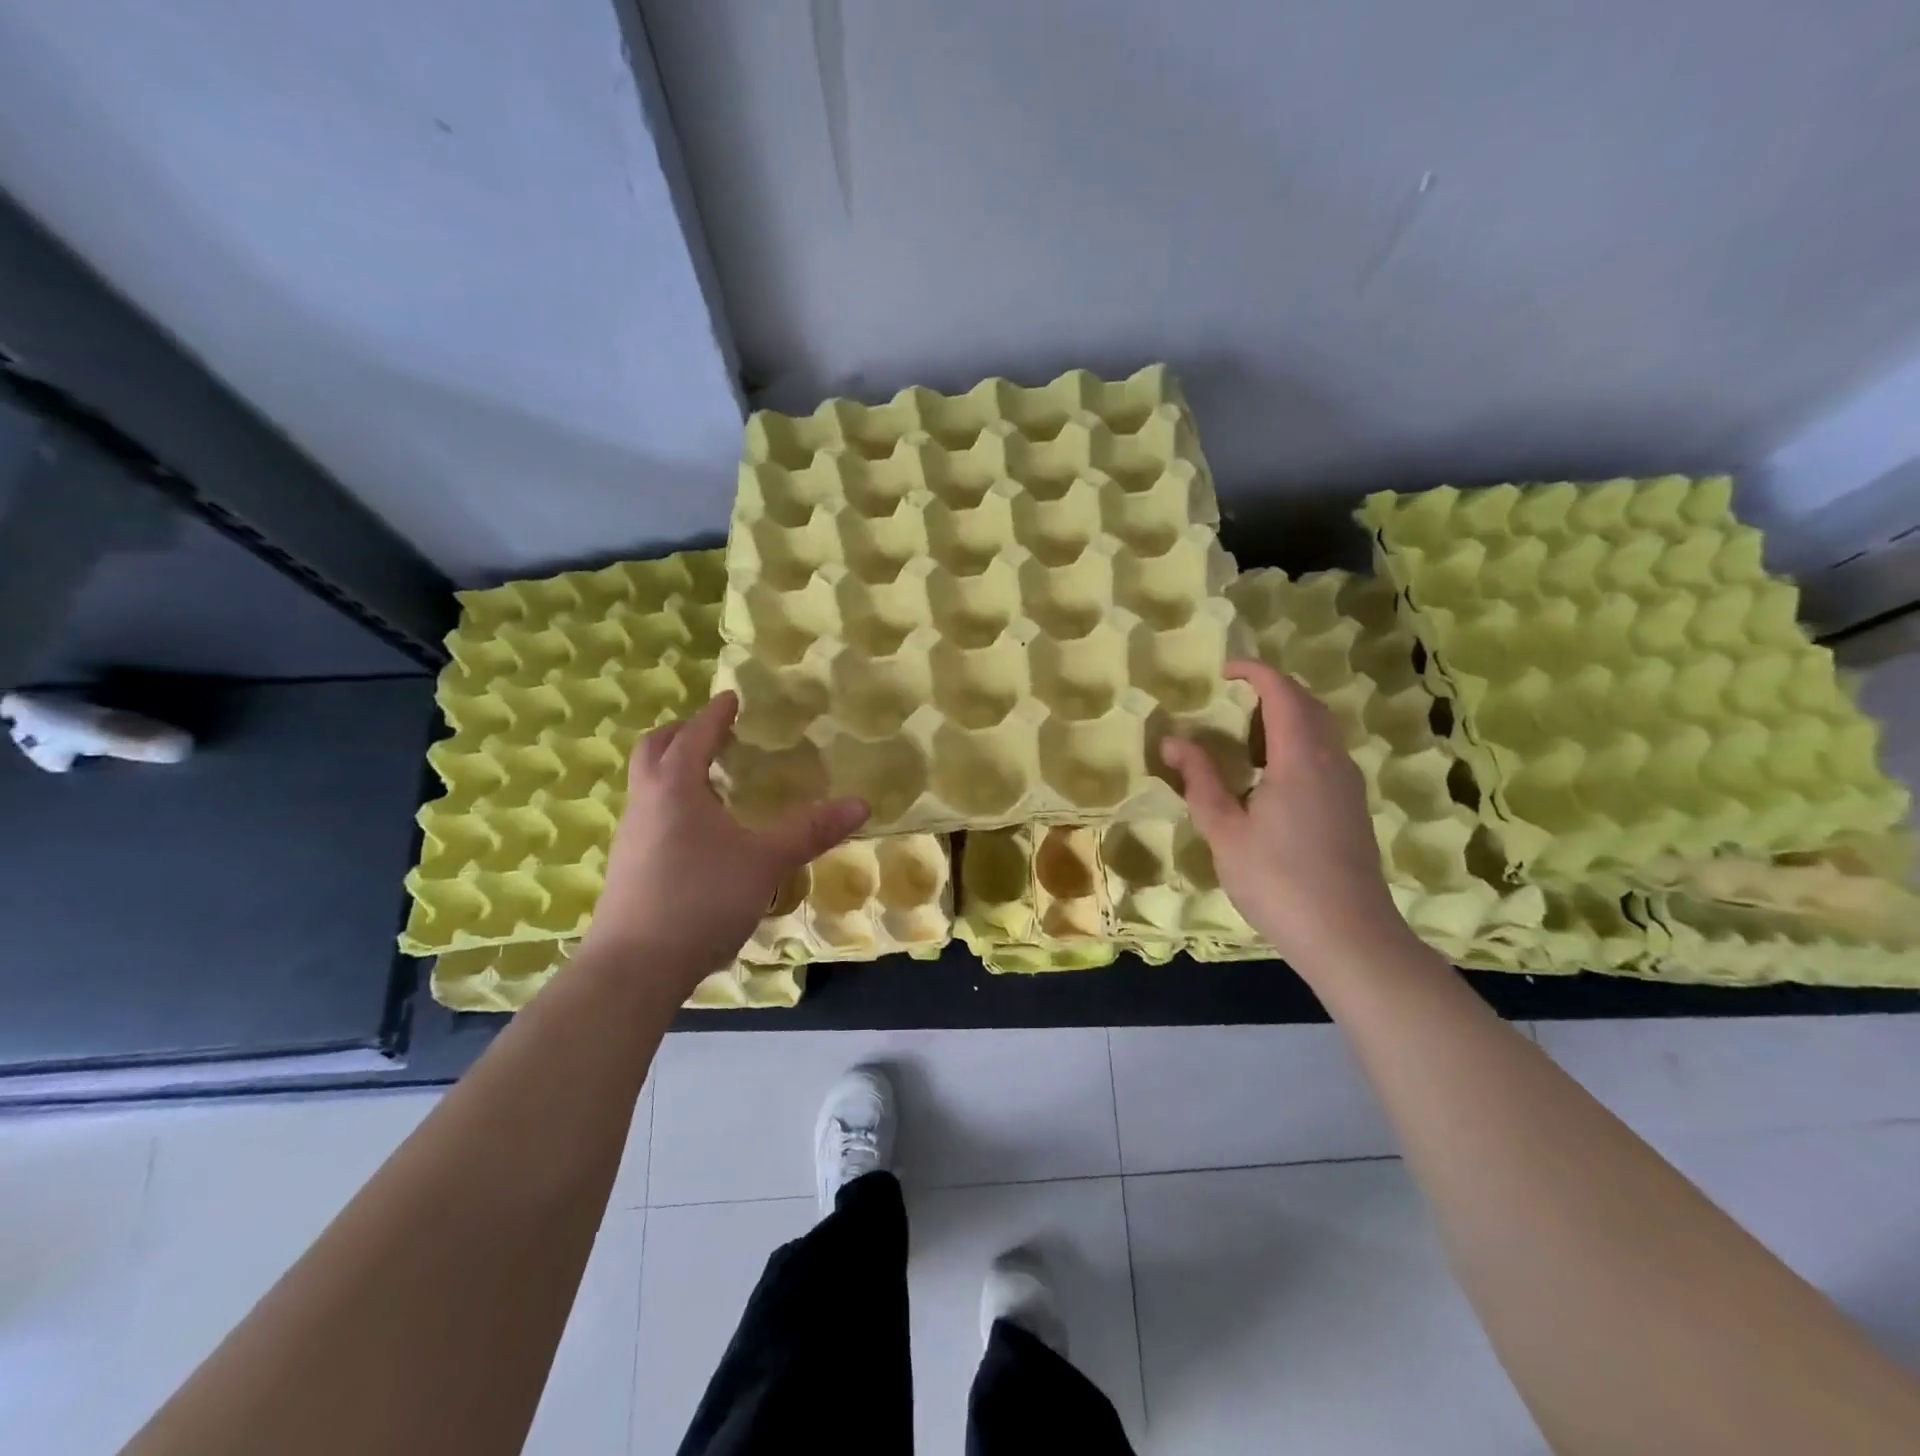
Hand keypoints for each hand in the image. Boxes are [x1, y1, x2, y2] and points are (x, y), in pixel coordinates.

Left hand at [582, 692, 868, 993]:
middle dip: (683, 733)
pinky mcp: (628, 869)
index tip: (732, 698)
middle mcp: (646, 803)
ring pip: (648, 786)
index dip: (716, 714)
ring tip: (711, 780)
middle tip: (714, 731)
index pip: (695, 734)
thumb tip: (861, 803)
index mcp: (675, 787)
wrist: (633, 969)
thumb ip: (811, 831)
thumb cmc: (701, 898)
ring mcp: (631, 838)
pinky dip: (672, 804)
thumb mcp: (765, 862)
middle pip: (654, 750)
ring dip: (673, 769)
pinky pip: (650, 817)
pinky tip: (699, 834)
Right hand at [1160, 659, 1406, 969]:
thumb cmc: (1277, 880)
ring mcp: (1348, 785)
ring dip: (1286, 718)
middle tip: (1232, 700)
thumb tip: (1174, 741)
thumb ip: (1200, 780)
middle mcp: (1332, 761)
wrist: (1348, 936)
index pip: (1282, 693)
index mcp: (1300, 758)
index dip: (1255, 673)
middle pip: (1308, 705)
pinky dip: (1297, 744)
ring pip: (1321, 730)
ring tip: (1244, 738)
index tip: (1225, 670)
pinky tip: (1270, 777)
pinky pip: (1326, 754)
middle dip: (1271, 691)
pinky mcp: (1352, 807)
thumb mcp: (1225, 831)